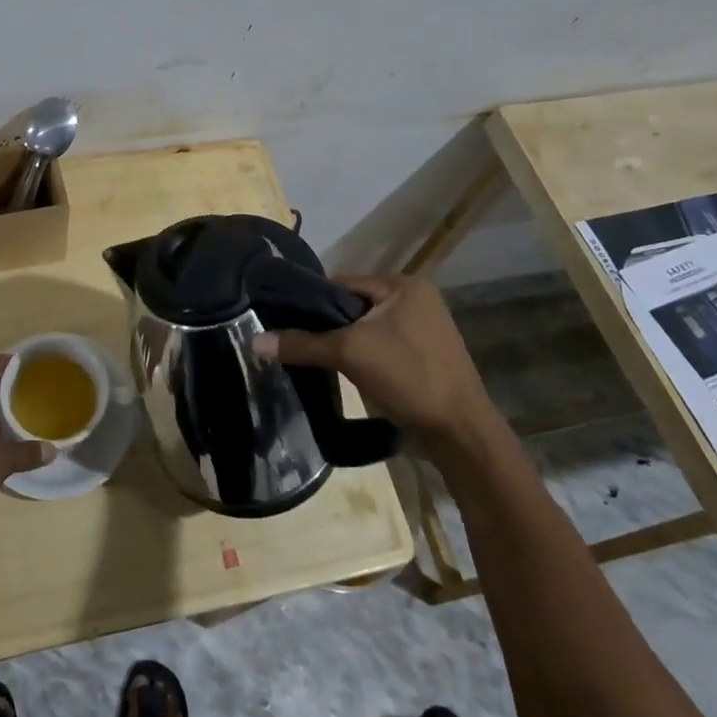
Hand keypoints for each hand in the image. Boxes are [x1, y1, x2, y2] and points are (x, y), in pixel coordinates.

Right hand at [251, 274, 490, 436]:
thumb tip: (254, 341)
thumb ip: (302, 344)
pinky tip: (349, 372)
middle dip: (330, 325)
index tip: (286, 321)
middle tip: (301, 344)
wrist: (461, 433)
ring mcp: (426, 326)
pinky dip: (365, 355)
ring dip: (347, 342)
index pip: (343, 283)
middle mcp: (417, 297)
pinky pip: (384, 344)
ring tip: (320, 360)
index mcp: (404, 284)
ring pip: (368, 327)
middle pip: (355, 305)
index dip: (313, 302)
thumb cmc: (409, 377)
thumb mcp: (349, 354)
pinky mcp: (428, 353)